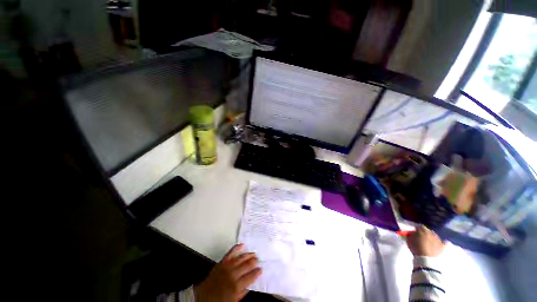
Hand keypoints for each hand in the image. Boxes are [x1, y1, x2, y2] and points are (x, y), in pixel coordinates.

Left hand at [194, 244, 261, 301]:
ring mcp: (226, 267)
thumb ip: (242, 293)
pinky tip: (242, 245)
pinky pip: (230, 253)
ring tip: (254, 253)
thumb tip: (250, 285)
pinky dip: (236, 248)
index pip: (250, 277)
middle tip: (258, 260)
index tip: (261, 269)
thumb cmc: (218, 301)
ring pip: (240, 258)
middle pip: (246, 266)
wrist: (202, 297)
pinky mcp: (221, 262)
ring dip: (248, 255)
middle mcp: (232, 275)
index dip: (257, 273)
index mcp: (236, 286)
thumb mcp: (233, 301)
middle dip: (254, 262)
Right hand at [406, 225, 445, 256]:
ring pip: (435, 236)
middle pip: (428, 230)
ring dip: (432, 237)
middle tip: (421, 237)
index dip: (416, 229)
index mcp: (422, 230)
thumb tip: (411, 233)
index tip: (414, 233)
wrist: (426, 259)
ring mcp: (438, 239)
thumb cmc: (416, 248)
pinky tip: (442, 243)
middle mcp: (431, 233)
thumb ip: (410, 234)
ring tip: (429, 242)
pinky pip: (444, 242)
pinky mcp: (442, 246)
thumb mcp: (409, 240)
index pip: (419, 227)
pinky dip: (442, 242)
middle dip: (425, 233)